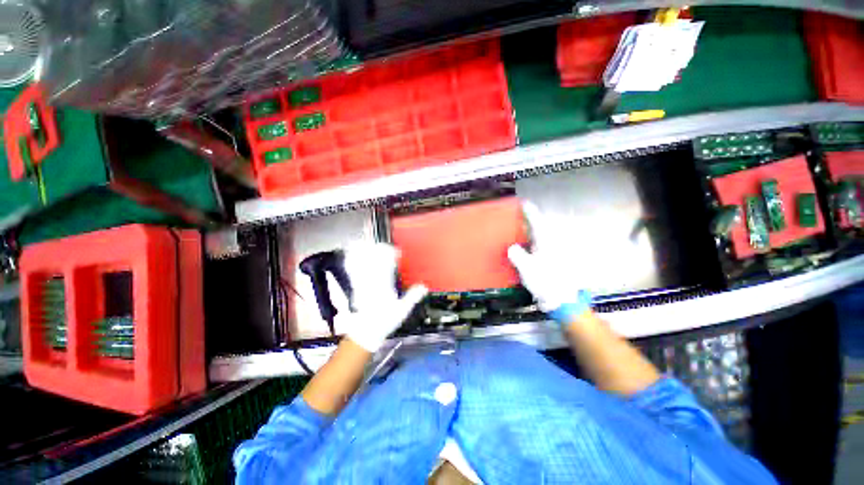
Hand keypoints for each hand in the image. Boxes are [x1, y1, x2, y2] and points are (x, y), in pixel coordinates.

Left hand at [342, 243, 427, 351]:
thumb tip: (424, 287)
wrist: (367, 332)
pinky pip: (355, 273)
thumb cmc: (385, 321)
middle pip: (375, 264)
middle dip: (379, 252)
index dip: (391, 257)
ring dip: (366, 255)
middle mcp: (373, 284)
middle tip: (383, 245)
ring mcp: (363, 286)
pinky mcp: (357, 288)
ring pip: (364, 267)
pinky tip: (353, 257)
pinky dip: (354, 264)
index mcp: (385, 288)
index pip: (388, 268)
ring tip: (368, 245)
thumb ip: (413, 297)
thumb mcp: (402, 311)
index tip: (396, 251)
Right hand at [507, 202, 591, 323]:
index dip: (530, 212)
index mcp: (546, 242)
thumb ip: (517, 255)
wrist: (562, 300)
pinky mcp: (553, 262)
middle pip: (540, 228)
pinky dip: (533, 245)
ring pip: (541, 238)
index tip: (524, 204)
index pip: (537, 222)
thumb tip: (512, 248)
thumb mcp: (527, 268)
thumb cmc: (545, 281)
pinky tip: (526, 249)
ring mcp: (554, 253)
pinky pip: (541, 248)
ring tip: (519, 232)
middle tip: (519, 219)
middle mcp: (552, 245)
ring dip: (531, 234)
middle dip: (530, 222)